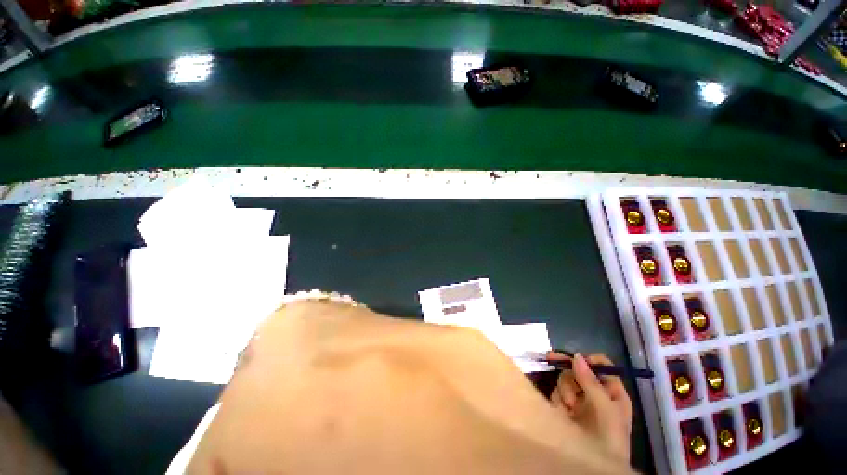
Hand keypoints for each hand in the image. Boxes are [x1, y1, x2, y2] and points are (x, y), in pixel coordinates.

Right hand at [549, 352, 632, 462]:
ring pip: (566, 379)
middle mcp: (595, 392)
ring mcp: (579, 399)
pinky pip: (557, 391)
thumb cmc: (608, 436)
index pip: (601, 366)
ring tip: (569, 406)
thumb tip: (577, 355)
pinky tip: (563, 410)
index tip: (574, 359)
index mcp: (612, 391)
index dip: (588, 360)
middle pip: (578, 369)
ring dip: (564, 388)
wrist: (591, 464)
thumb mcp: (604, 407)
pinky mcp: (565, 406)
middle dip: (569, 372)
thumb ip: (590, 381)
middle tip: (550, 358)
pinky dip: (558, 398)